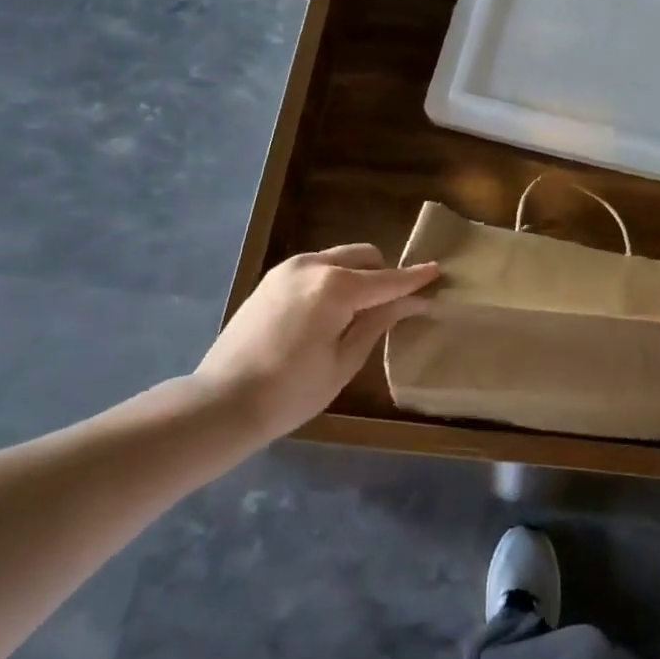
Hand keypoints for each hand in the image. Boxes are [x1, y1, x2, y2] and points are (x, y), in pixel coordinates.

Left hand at [198, 245, 438, 443]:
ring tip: (359, 313)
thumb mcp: (344, 361)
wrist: (221, 402)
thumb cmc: (290, 392)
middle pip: (363, 256)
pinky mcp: (272, 278)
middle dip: (383, 274)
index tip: (438, 272)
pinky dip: (334, 280)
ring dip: (357, 276)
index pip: (387, 279)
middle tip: (392, 306)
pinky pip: (317, 268)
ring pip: (339, 258)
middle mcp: (313, 265)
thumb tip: (411, 301)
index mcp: (335, 286)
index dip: (414, 279)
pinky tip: (330, 313)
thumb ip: (378, 321)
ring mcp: (288, 268)